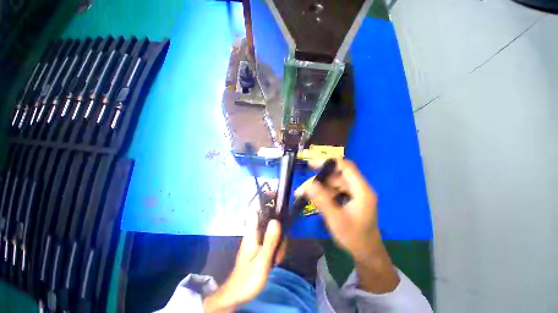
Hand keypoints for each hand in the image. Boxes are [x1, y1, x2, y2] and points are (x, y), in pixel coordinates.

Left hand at [203, 209, 285, 311]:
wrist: (237, 294)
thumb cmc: (247, 278)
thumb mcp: (262, 261)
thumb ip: (269, 241)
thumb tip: (276, 220)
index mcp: (252, 231)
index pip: (256, 209)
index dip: (265, 199)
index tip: (276, 194)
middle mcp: (255, 231)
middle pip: (270, 220)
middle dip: (279, 230)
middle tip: (280, 248)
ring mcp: (258, 238)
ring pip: (273, 231)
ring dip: (279, 242)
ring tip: (277, 260)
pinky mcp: (261, 245)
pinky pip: (273, 240)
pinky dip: (277, 247)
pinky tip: (276, 260)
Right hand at [297, 159, 379, 261]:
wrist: (366, 252)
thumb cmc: (354, 237)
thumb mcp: (336, 219)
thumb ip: (322, 200)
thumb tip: (309, 185)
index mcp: (361, 190)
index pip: (346, 166)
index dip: (329, 162)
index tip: (311, 165)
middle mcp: (358, 188)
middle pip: (337, 175)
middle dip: (319, 180)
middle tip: (303, 188)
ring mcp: (354, 193)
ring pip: (333, 183)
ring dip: (319, 187)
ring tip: (305, 195)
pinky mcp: (349, 198)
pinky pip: (334, 190)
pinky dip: (324, 193)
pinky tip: (315, 199)